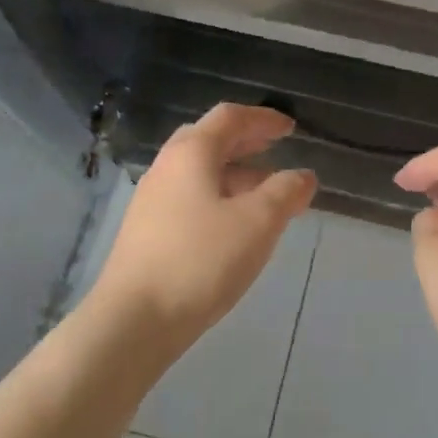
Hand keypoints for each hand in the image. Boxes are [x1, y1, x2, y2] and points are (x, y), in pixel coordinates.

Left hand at [95, 104, 316, 346]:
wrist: (134, 319)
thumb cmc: (200, 260)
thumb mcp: (257, 223)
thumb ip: (285, 192)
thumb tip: (303, 175)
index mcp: (191, 153)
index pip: (230, 117)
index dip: (263, 118)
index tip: (290, 128)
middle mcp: (167, 167)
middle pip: (209, 140)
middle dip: (246, 142)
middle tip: (275, 149)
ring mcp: (152, 199)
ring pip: (199, 172)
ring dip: (234, 173)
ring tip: (265, 193)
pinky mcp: (147, 230)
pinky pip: (189, 197)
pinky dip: (218, 197)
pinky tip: (234, 225)